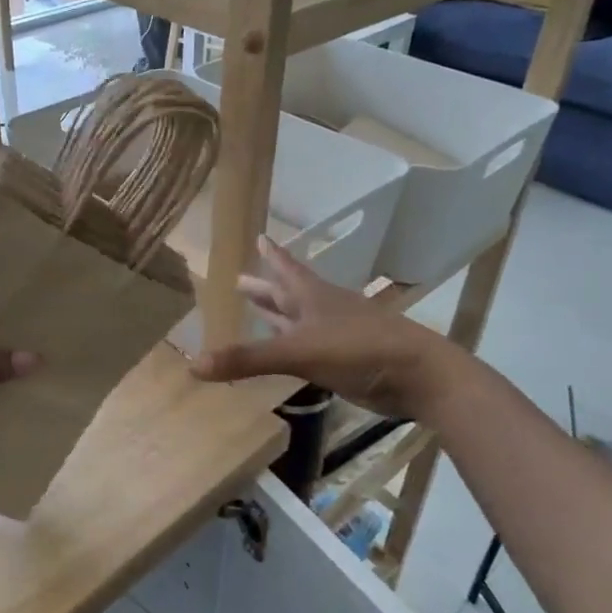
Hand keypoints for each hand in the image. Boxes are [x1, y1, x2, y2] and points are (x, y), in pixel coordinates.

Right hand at [191, 238, 449, 420]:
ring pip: (299, 321)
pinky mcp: (345, 362)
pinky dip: (293, 348)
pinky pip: (309, 349)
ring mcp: (336, 336)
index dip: (271, 255)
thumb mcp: (298, 351)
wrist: (417, 375)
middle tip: (240, 280)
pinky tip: (287, 352)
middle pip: (288, 294)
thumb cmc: (359, 349)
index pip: (285, 269)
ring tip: (258, 310)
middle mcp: (323, 311)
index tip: (258, 236)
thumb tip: (194, 362)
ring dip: (278, 316)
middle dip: (265, 288)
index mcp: (313, 297)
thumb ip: (247, 359)